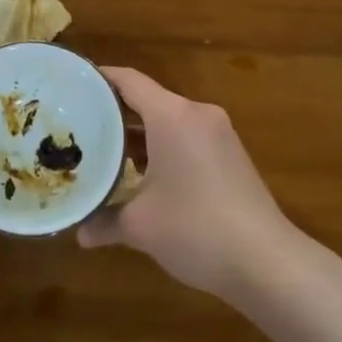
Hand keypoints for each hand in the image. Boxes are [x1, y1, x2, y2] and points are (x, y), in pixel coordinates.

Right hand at [80, 67, 297, 301]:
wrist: (269, 263)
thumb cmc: (197, 229)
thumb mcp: (141, 226)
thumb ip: (105, 221)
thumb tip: (80, 233)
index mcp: (173, 116)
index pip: (129, 81)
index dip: (99, 79)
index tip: (72, 86)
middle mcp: (197, 114)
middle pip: (148, 99)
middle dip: (115, 112)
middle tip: (80, 125)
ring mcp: (219, 134)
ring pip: (168, 121)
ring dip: (139, 134)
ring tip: (105, 151)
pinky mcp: (231, 154)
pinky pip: (187, 137)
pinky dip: (162, 147)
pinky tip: (144, 174)